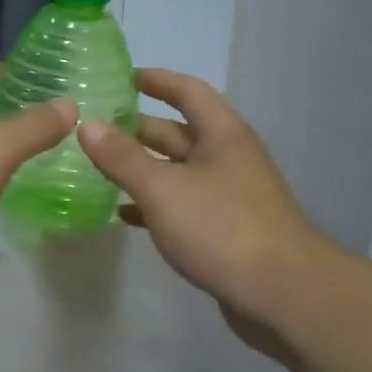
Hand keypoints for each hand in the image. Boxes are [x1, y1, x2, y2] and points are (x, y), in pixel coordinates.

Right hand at [77, 69, 330, 352]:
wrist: (283, 294)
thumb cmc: (221, 227)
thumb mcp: (163, 188)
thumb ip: (122, 157)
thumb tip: (87, 125)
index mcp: (222, 134)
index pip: (187, 91)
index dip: (156, 80)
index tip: (121, 77)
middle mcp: (228, 158)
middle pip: (179, 132)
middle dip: (138, 128)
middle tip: (95, 128)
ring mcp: (229, 195)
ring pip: (177, 171)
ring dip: (142, 168)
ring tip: (98, 169)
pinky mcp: (225, 230)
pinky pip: (182, 206)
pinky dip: (153, 205)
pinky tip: (124, 214)